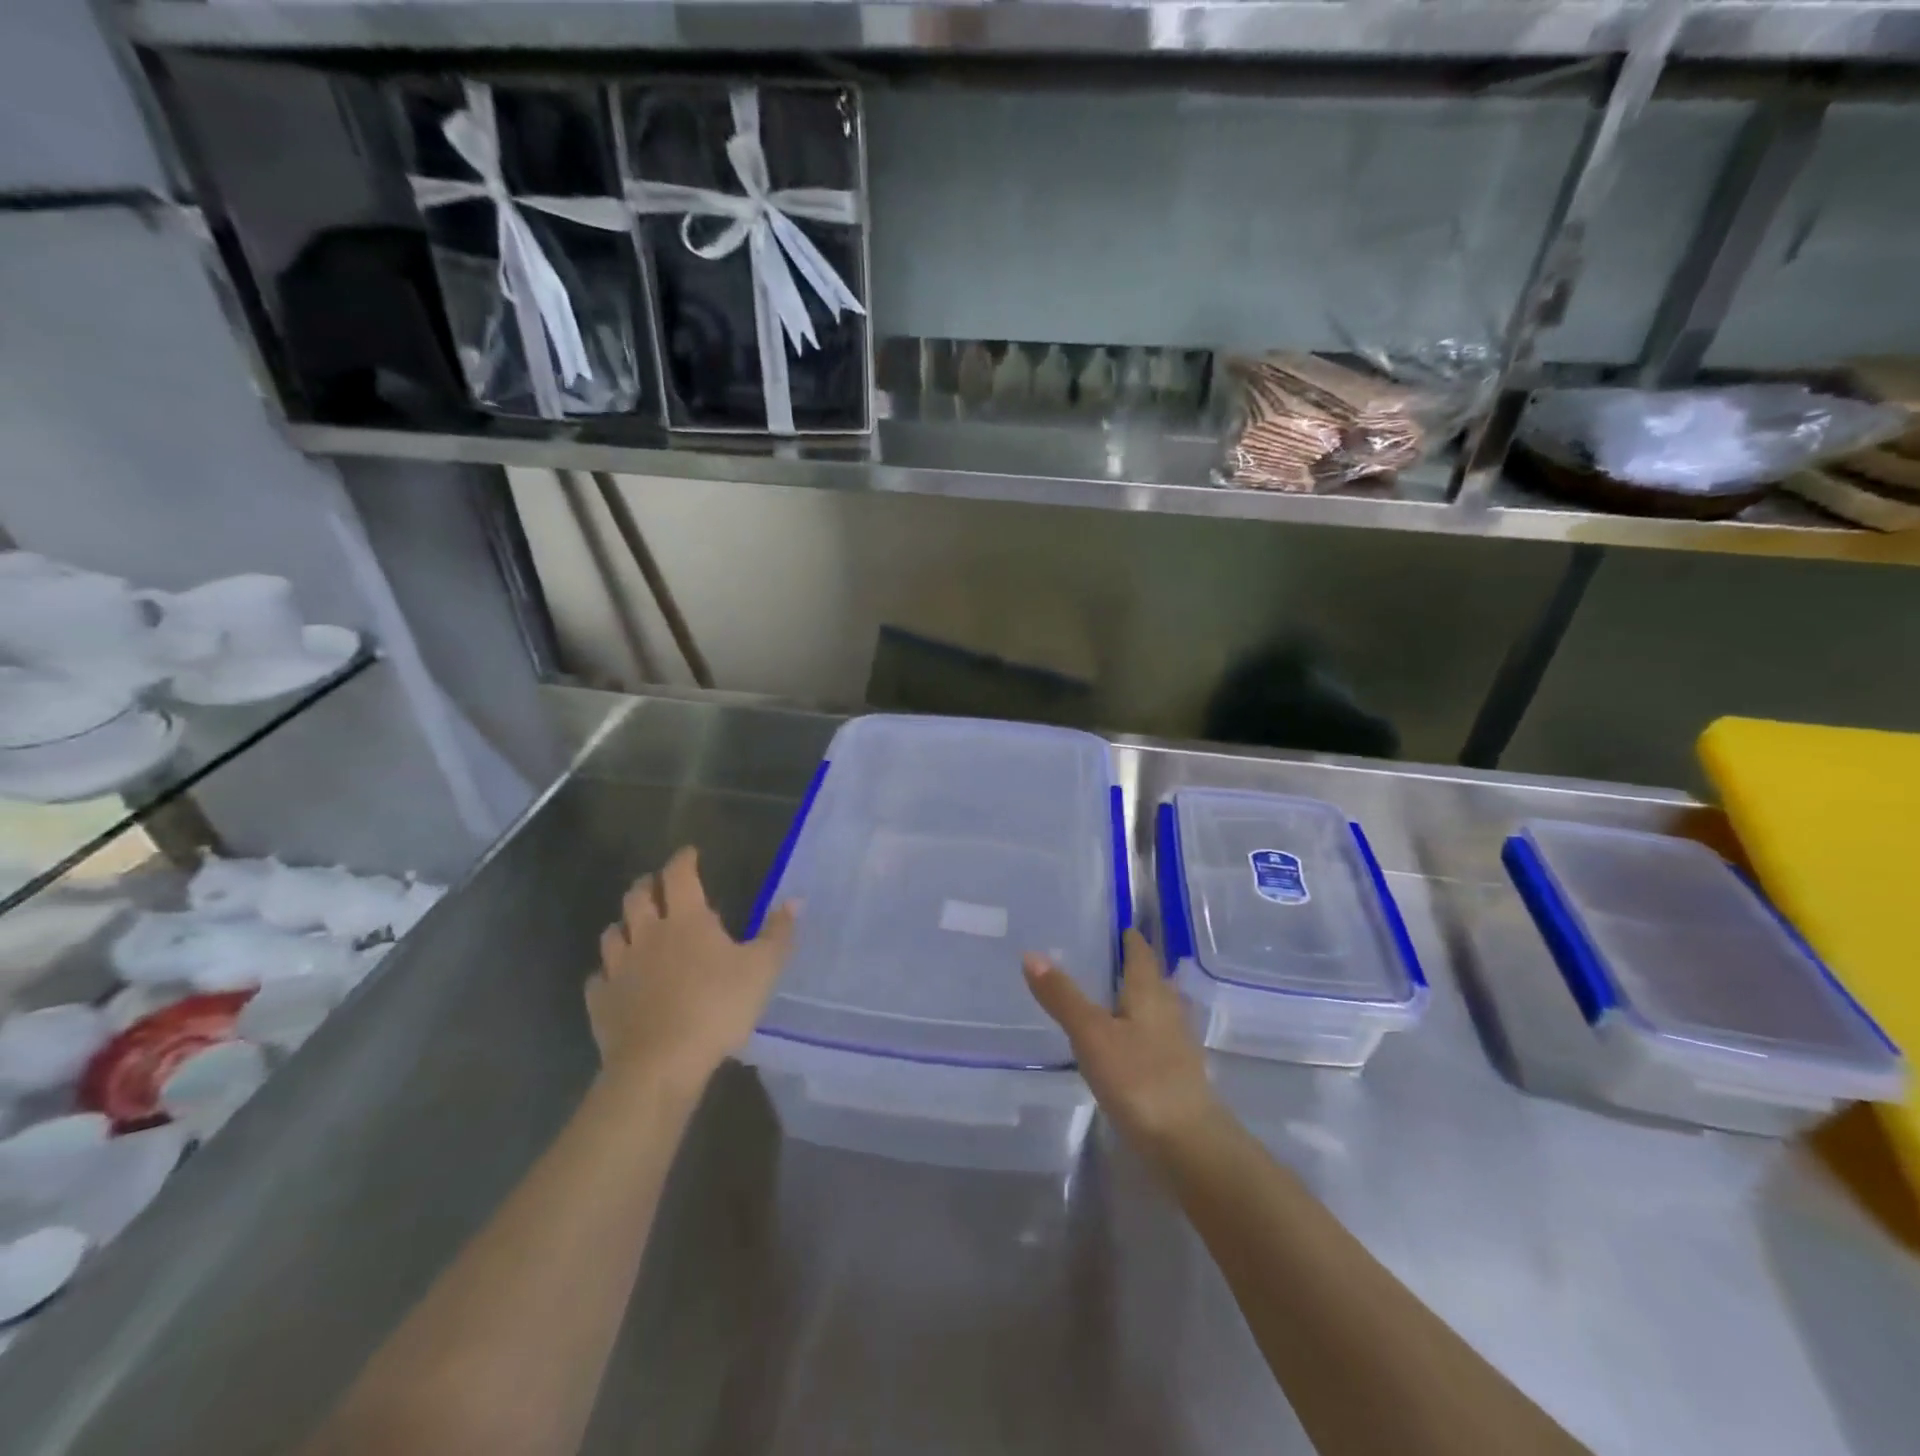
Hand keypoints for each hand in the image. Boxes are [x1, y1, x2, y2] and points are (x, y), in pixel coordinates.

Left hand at [591, 847, 795, 1095]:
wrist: (661, 1063)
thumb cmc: (717, 1007)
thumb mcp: (763, 969)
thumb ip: (778, 933)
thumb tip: (795, 900)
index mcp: (686, 920)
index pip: (679, 875)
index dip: (683, 860)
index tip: (689, 853)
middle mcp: (647, 934)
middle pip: (637, 897)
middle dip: (647, 885)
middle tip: (658, 885)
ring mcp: (618, 968)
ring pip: (612, 933)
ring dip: (624, 925)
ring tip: (634, 928)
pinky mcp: (601, 1001)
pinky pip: (598, 978)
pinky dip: (607, 973)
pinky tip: (615, 980)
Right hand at [1024, 928, 1222, 1158]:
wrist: (1189, 1145)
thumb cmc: (1139, 1079)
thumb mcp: (1091, 1035)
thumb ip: (1063, 996)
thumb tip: (1031, 954)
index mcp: (1150, 993)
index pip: (1141, 954)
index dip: (1130, 939)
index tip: (1117, 926)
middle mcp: (1169, 1011)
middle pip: (1153, 981)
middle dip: (1134, 969)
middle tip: (1106, 959)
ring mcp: (1177, 1046)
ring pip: (1157, 1011)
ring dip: (1138, 1002)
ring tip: (1111, 999)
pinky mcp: (1177, 1076)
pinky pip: (1157, 1040)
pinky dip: (1140, 1033)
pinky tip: (1124, 1045)